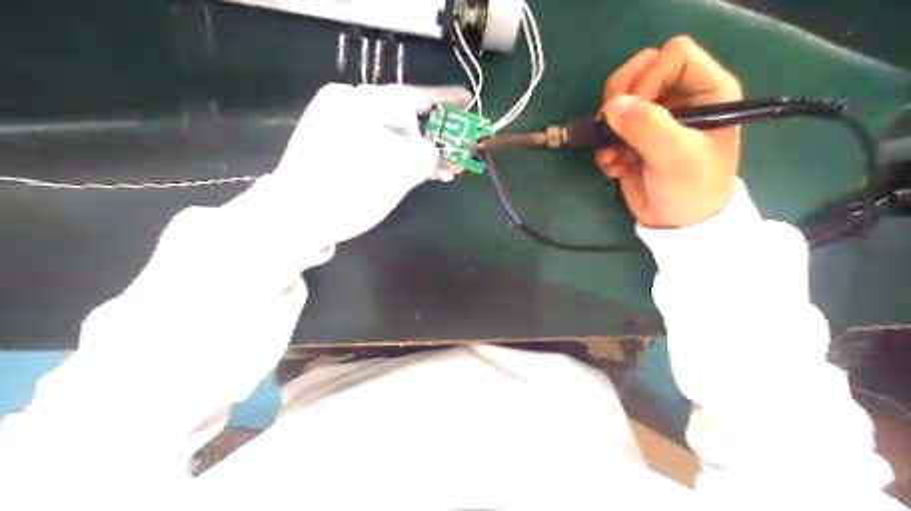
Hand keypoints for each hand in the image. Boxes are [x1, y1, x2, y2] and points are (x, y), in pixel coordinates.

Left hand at [274, 82, 472, 244]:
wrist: (295, 219)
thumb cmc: (350, 189)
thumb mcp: (401, 169)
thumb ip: (429, 152)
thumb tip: (430, 153)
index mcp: (358, 101)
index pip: (413, 97)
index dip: (445, 100)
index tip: (468, 99)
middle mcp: (345, 105)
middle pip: (402, 116)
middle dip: (434, 137)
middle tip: (456, 155)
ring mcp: (335, 126)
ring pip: (390, 135)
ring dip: (417, 153)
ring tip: (442, 172)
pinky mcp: (331, 148)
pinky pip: (375, 147)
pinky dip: (396, 159)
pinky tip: (414, 173)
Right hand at [599, 36, 738, 226]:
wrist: (677, 225)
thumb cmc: (691, 188)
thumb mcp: (675, 156)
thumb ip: (647, 126)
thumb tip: (611, 106)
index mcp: (707, 91)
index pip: (674, 55)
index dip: (650, 78)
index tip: (638, 111)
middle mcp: (680, 96)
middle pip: (640, 69)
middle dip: (620, 97)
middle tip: (613, 125)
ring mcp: (654, 116)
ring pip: (619, 97)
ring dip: (608, 127)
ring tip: (614, 155)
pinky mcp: (633, 136)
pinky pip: (609, 126)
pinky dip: (605, 147)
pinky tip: (615, 167)